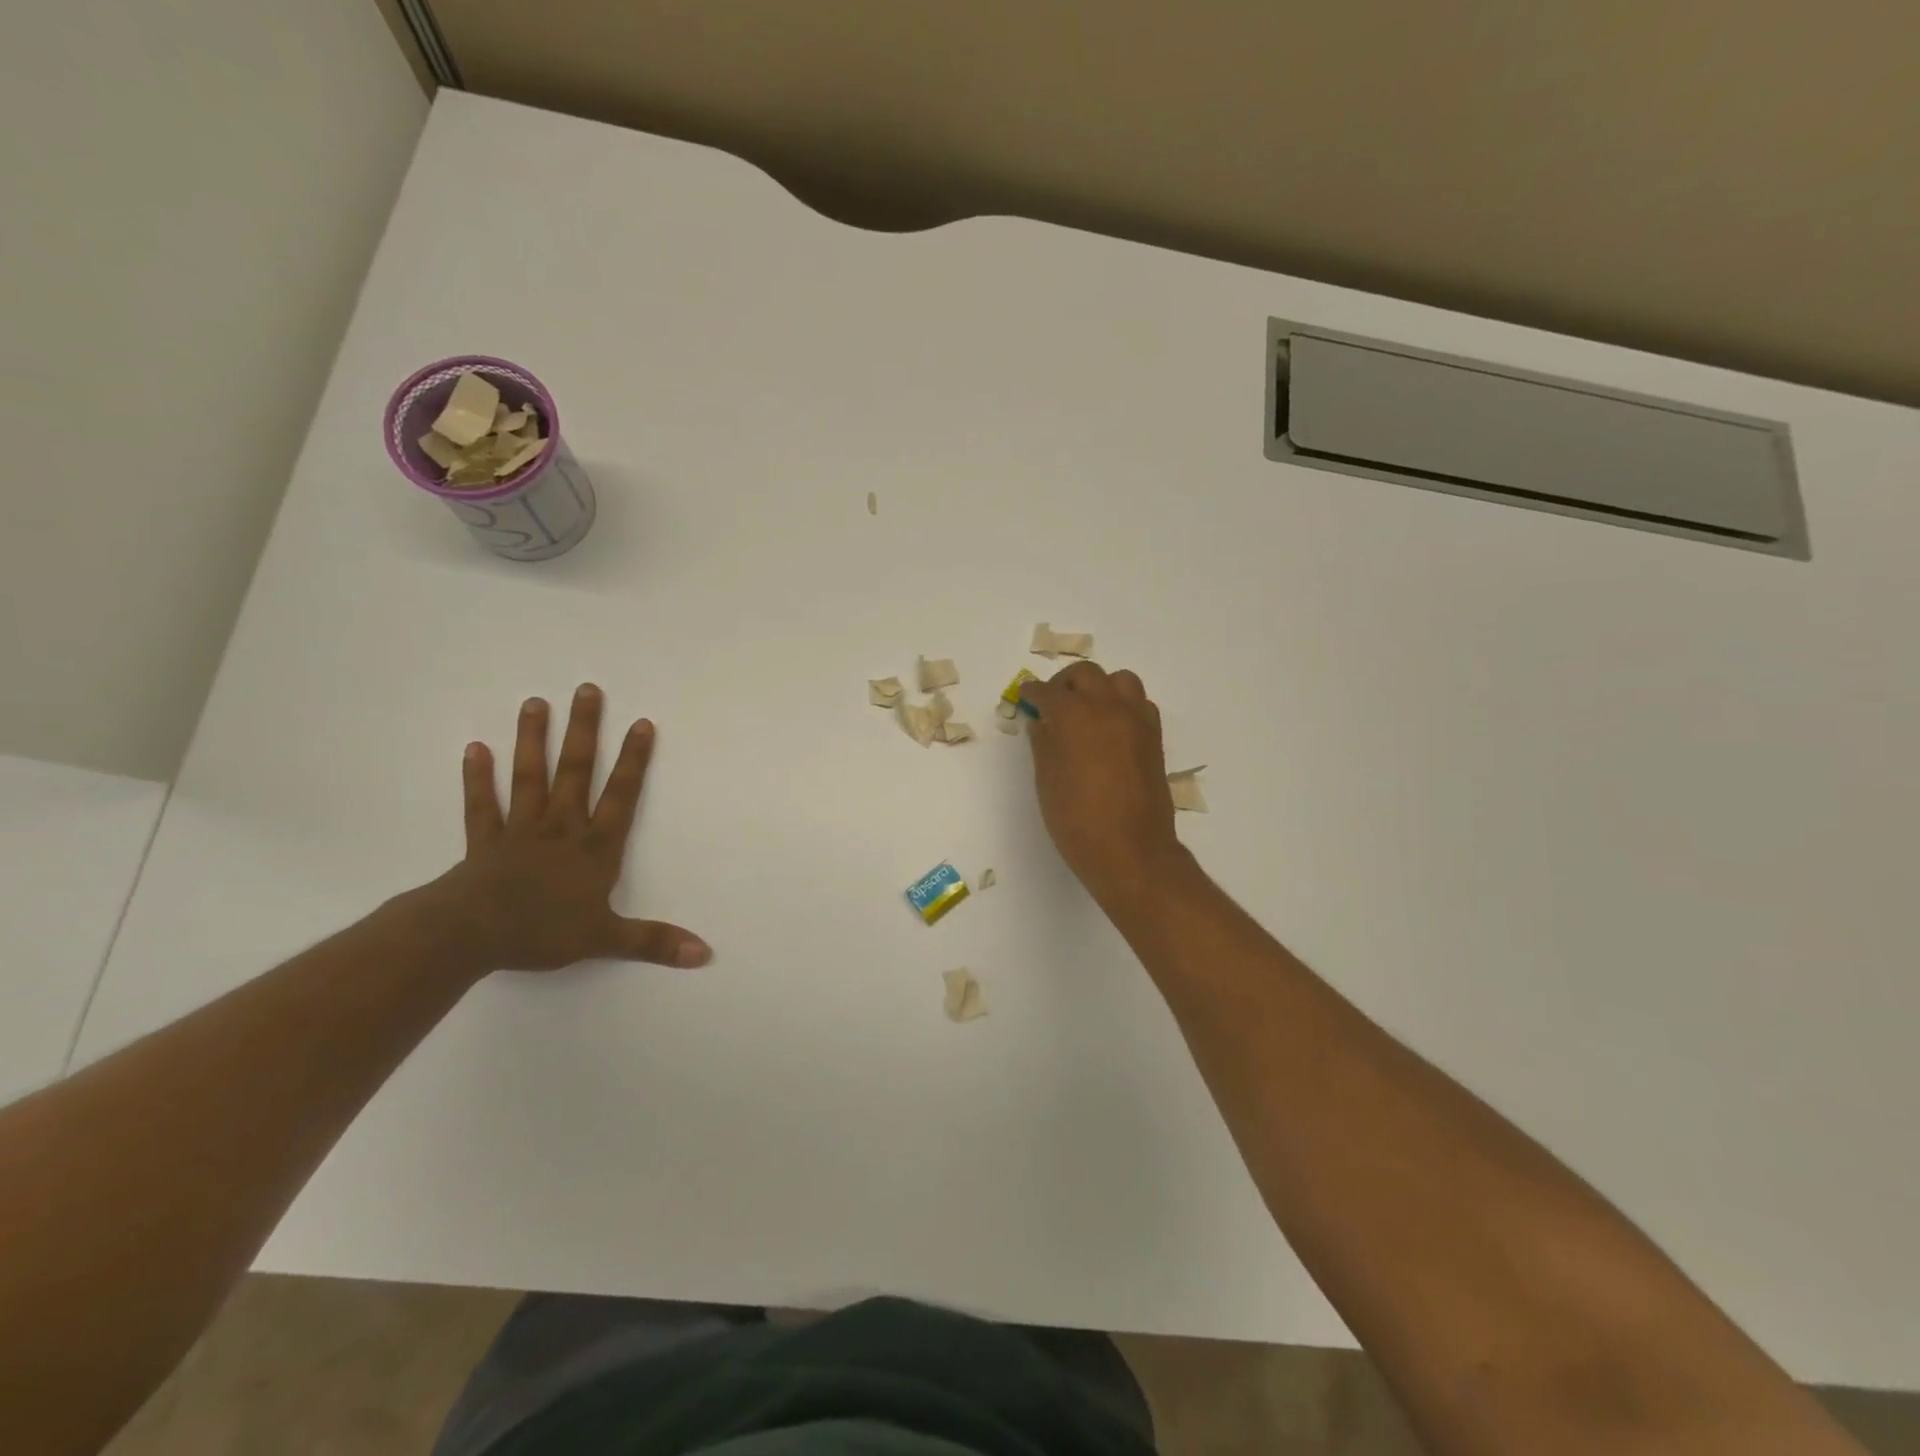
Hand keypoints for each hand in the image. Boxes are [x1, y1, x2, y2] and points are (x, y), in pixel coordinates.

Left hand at [415, 684, 711, 975]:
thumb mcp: (606, 939)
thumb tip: (704, 953)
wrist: (469, 936)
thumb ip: (654, 941)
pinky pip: (481, 804)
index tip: (642, 723)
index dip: (634, 760)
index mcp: (594, 847)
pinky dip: (477, 777)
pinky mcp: (484, 841)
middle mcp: (561, 828)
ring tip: (535, 703)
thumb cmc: (542, 932)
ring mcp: (520, 830)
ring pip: (530, 778)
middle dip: (584, 731)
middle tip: (586, 690)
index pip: (621, 796)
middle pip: (575, 772)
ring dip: (533, 740)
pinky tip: (474, 748)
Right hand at [1020, 662, 1186, 902]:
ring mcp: (1136, 719)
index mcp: (1074, 715)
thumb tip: (1041, 722)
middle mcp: (1107, 706)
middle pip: (1086, 675)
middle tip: (1052, 702)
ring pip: (1120, 681)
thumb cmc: (1076, 818)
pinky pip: (1139, 703)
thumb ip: (1043, 743)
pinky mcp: (1154, 736)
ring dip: (1100, 687)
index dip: (1032, 693)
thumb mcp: (1047, 780)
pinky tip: (1111, 728)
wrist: (1129, 849)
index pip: (1047, 691)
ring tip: (1087, 709)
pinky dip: (1123, 705)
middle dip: (1065, 683)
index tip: (1025, 697)